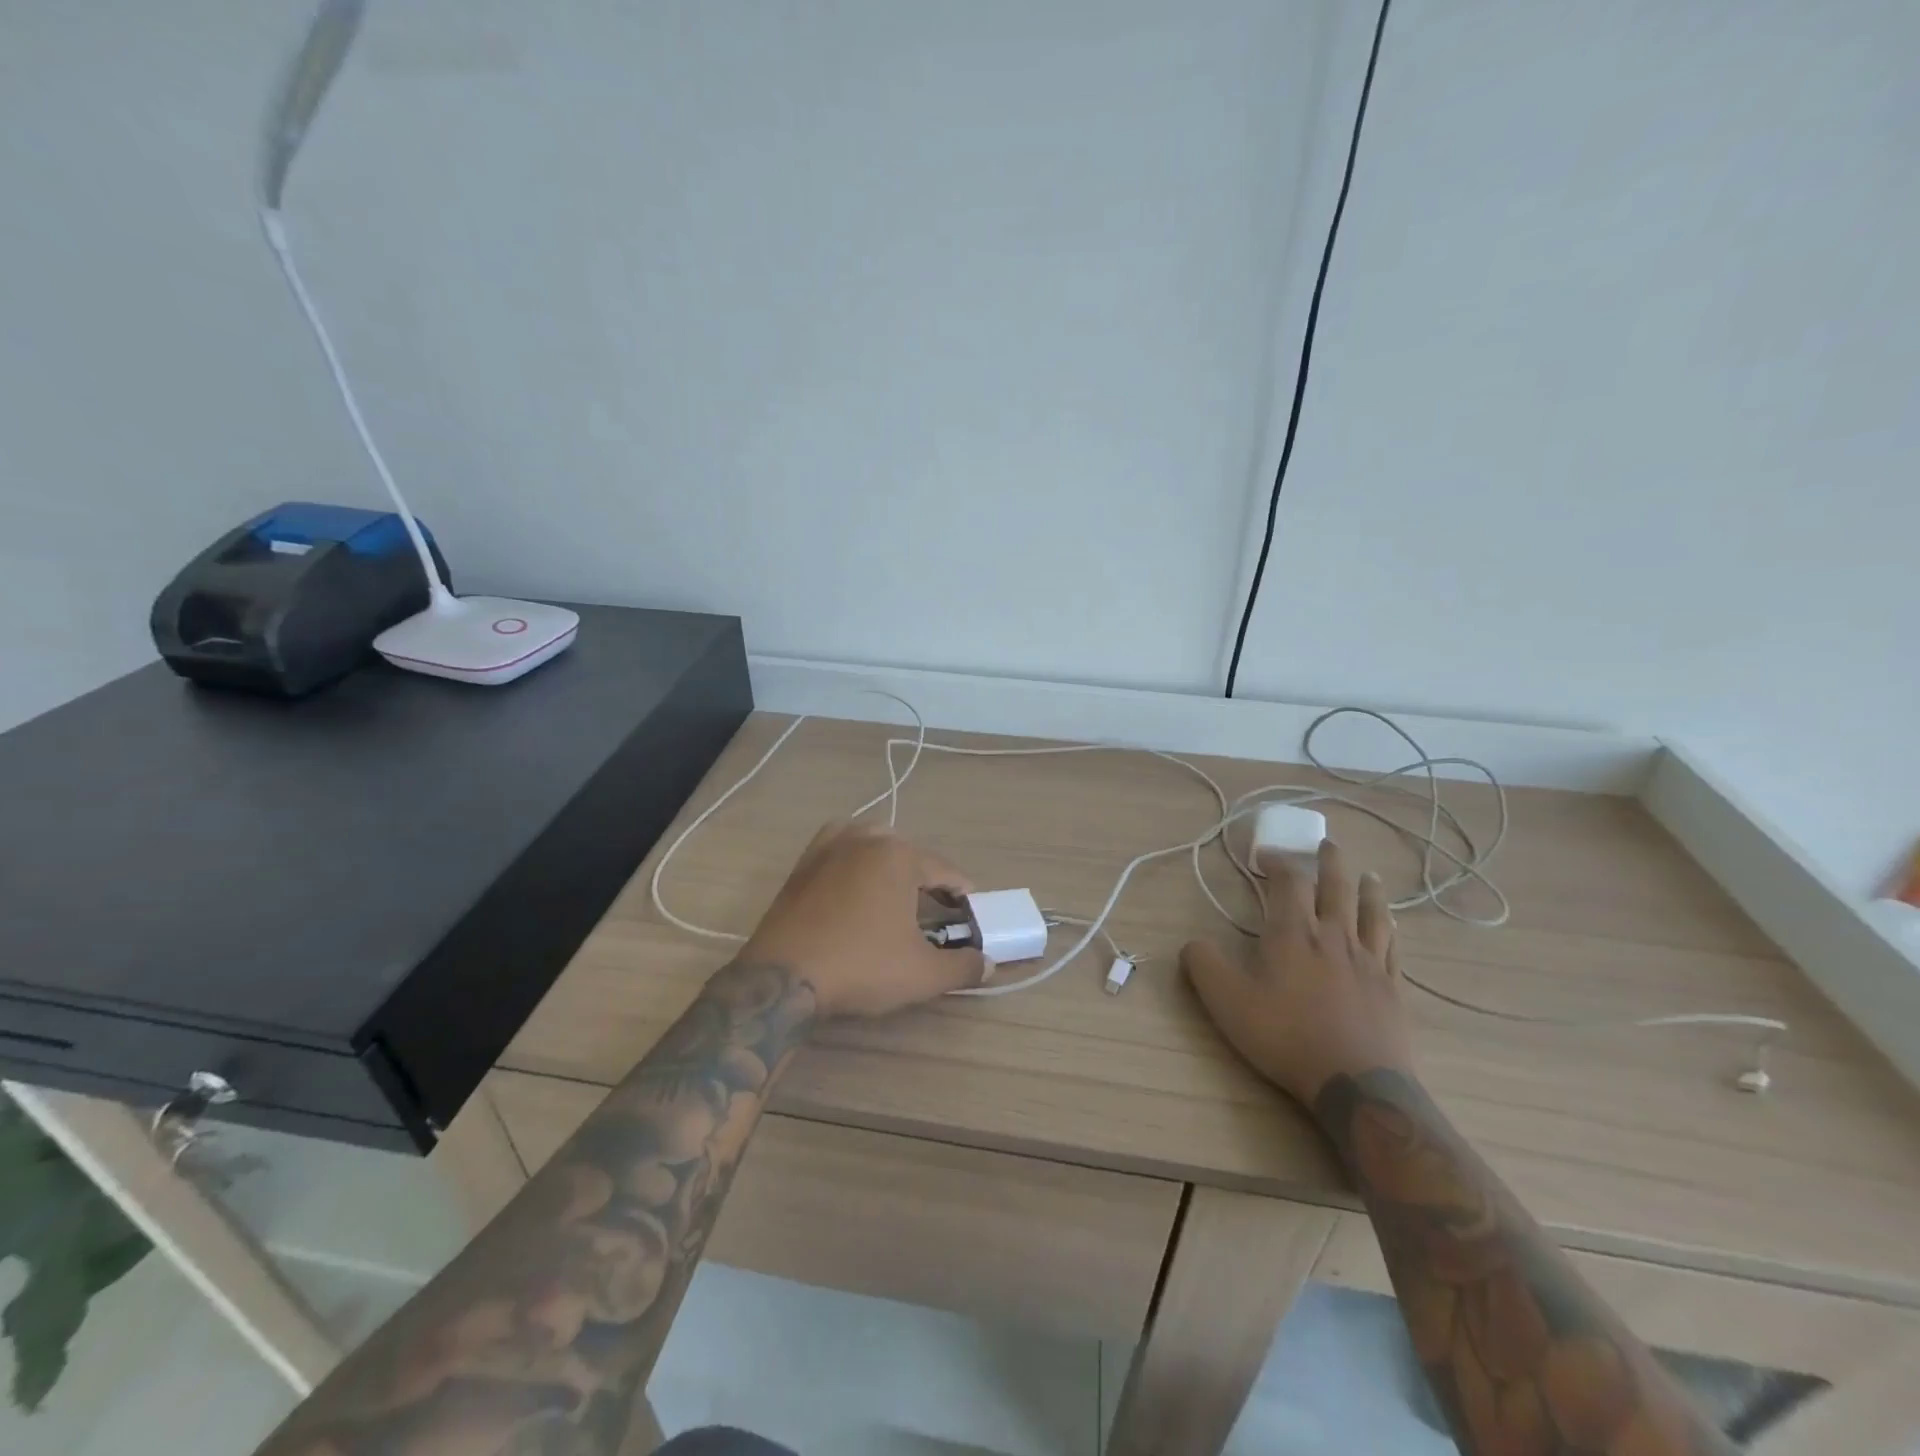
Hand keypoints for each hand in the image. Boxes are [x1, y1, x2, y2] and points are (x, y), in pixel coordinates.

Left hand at [740, 822, 988, 1017]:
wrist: (782, 977)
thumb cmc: (861, 966)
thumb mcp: (922, 973)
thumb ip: (962, 966)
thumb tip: (987, 964)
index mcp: (898, 854)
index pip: (944, 870)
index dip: (962, 894)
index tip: (971, 914)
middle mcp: (864, 838)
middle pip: (909, 854)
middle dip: (925, 880)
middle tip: (934, 913)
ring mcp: (828, 846)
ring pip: (872, 846)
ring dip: (889, 866)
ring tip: (896, 898)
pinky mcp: (802, 863)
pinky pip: (840, 852)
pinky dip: (855, 863)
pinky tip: (856, 889)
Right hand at [1182, 838, 1415, 1106]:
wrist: (1356, 1083)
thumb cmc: (1286, 1035)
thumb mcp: (1226, 1001)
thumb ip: (1203, 964)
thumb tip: (1194, 942)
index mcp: (1293, 932)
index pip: (1289, 881)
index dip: (1278, 861)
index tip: (1265, 855)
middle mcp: (1334, 936)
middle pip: (1336, 886)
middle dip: (1329, 862)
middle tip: (1327, 845)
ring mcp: (1369, 961)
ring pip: (1372, 912)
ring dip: (1367, 889)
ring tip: (1368, 875)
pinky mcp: (1393, 988)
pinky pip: (1393, 948)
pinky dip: (1389, 929)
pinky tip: (1391, 928)